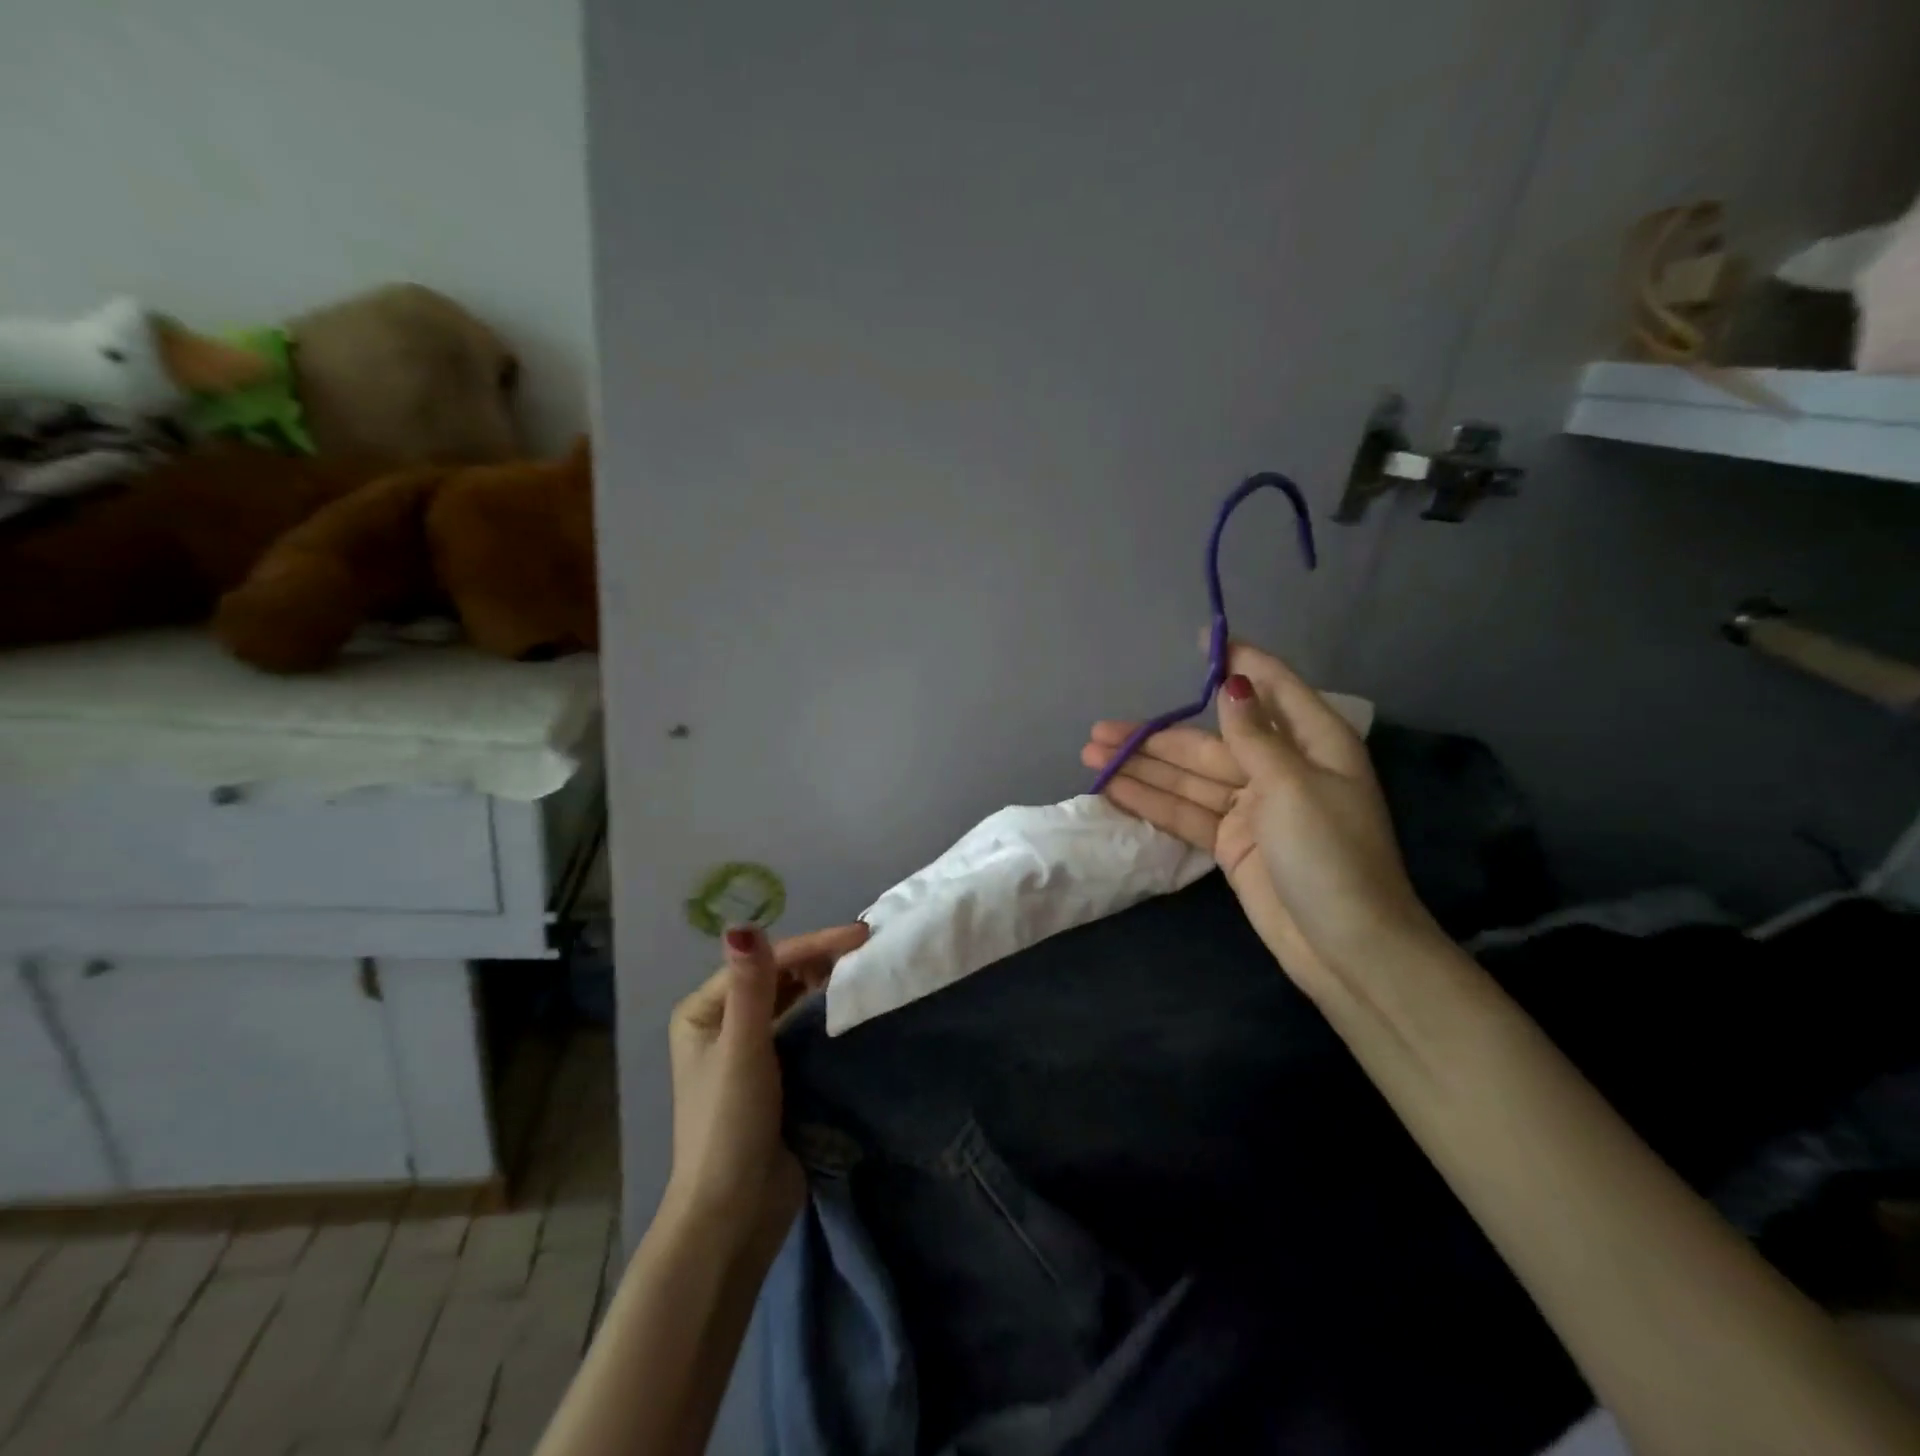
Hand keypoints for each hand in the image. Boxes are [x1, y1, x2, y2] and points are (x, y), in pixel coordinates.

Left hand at [664, 921, 868, 1255]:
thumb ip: (751, 988)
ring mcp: (748, 1048)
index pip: (764, 963)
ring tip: (866, 967)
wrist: (734, 1215)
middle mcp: (722, 1022)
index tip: (861, 935)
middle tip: (868, 948)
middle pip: (776, 976)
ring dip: (823, 982)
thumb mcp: (743, 1051)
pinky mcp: (774, 1073)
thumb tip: (742, 924)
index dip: (812, 945)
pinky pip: (800, 1027)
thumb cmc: (730, 1126)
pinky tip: (851, 1003)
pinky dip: (824, 1012)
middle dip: (819, 959)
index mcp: (703, 1011)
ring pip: (790, 999)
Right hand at [1082, 640, 1434, 993]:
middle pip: (1209, 741)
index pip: (1270, 688)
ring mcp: (1253, 807)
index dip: (1237, 662)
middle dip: (1156, 735)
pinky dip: (1153, 801)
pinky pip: (1187, 812)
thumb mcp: (1294, 787)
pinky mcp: (1232, 842)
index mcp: (1313, 744)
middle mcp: (1281, 768)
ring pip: (1189, 777)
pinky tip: (1115, 788)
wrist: (1345, 947)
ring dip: (1143, 767)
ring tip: (1092, 754)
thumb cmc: (1330, 855)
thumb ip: (1254, 736)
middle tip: (1100, 727)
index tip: (1201, 639)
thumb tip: (1232, 683)